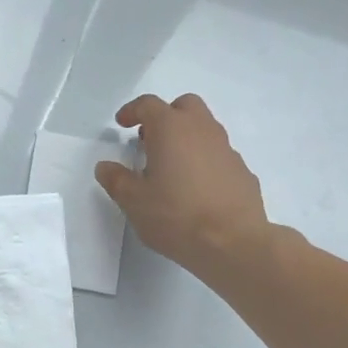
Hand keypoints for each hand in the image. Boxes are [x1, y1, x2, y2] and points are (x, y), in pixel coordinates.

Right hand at [96, 93, 269, 274]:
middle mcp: (202, 130)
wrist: (232, 242)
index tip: (121, 124)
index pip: (148, 105)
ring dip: (186, 139)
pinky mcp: (242, 171)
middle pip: (184, 106)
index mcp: (171, 129)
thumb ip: (116, 180)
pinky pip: (218, 155)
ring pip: (204, 129)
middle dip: (165, 116)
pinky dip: (204, 161)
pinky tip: (196, 189)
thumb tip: (105, 166)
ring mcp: (226, 149)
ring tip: (171, 168)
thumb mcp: (133, 202)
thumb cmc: (175, 216)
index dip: (131, 111)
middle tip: (150, 141)